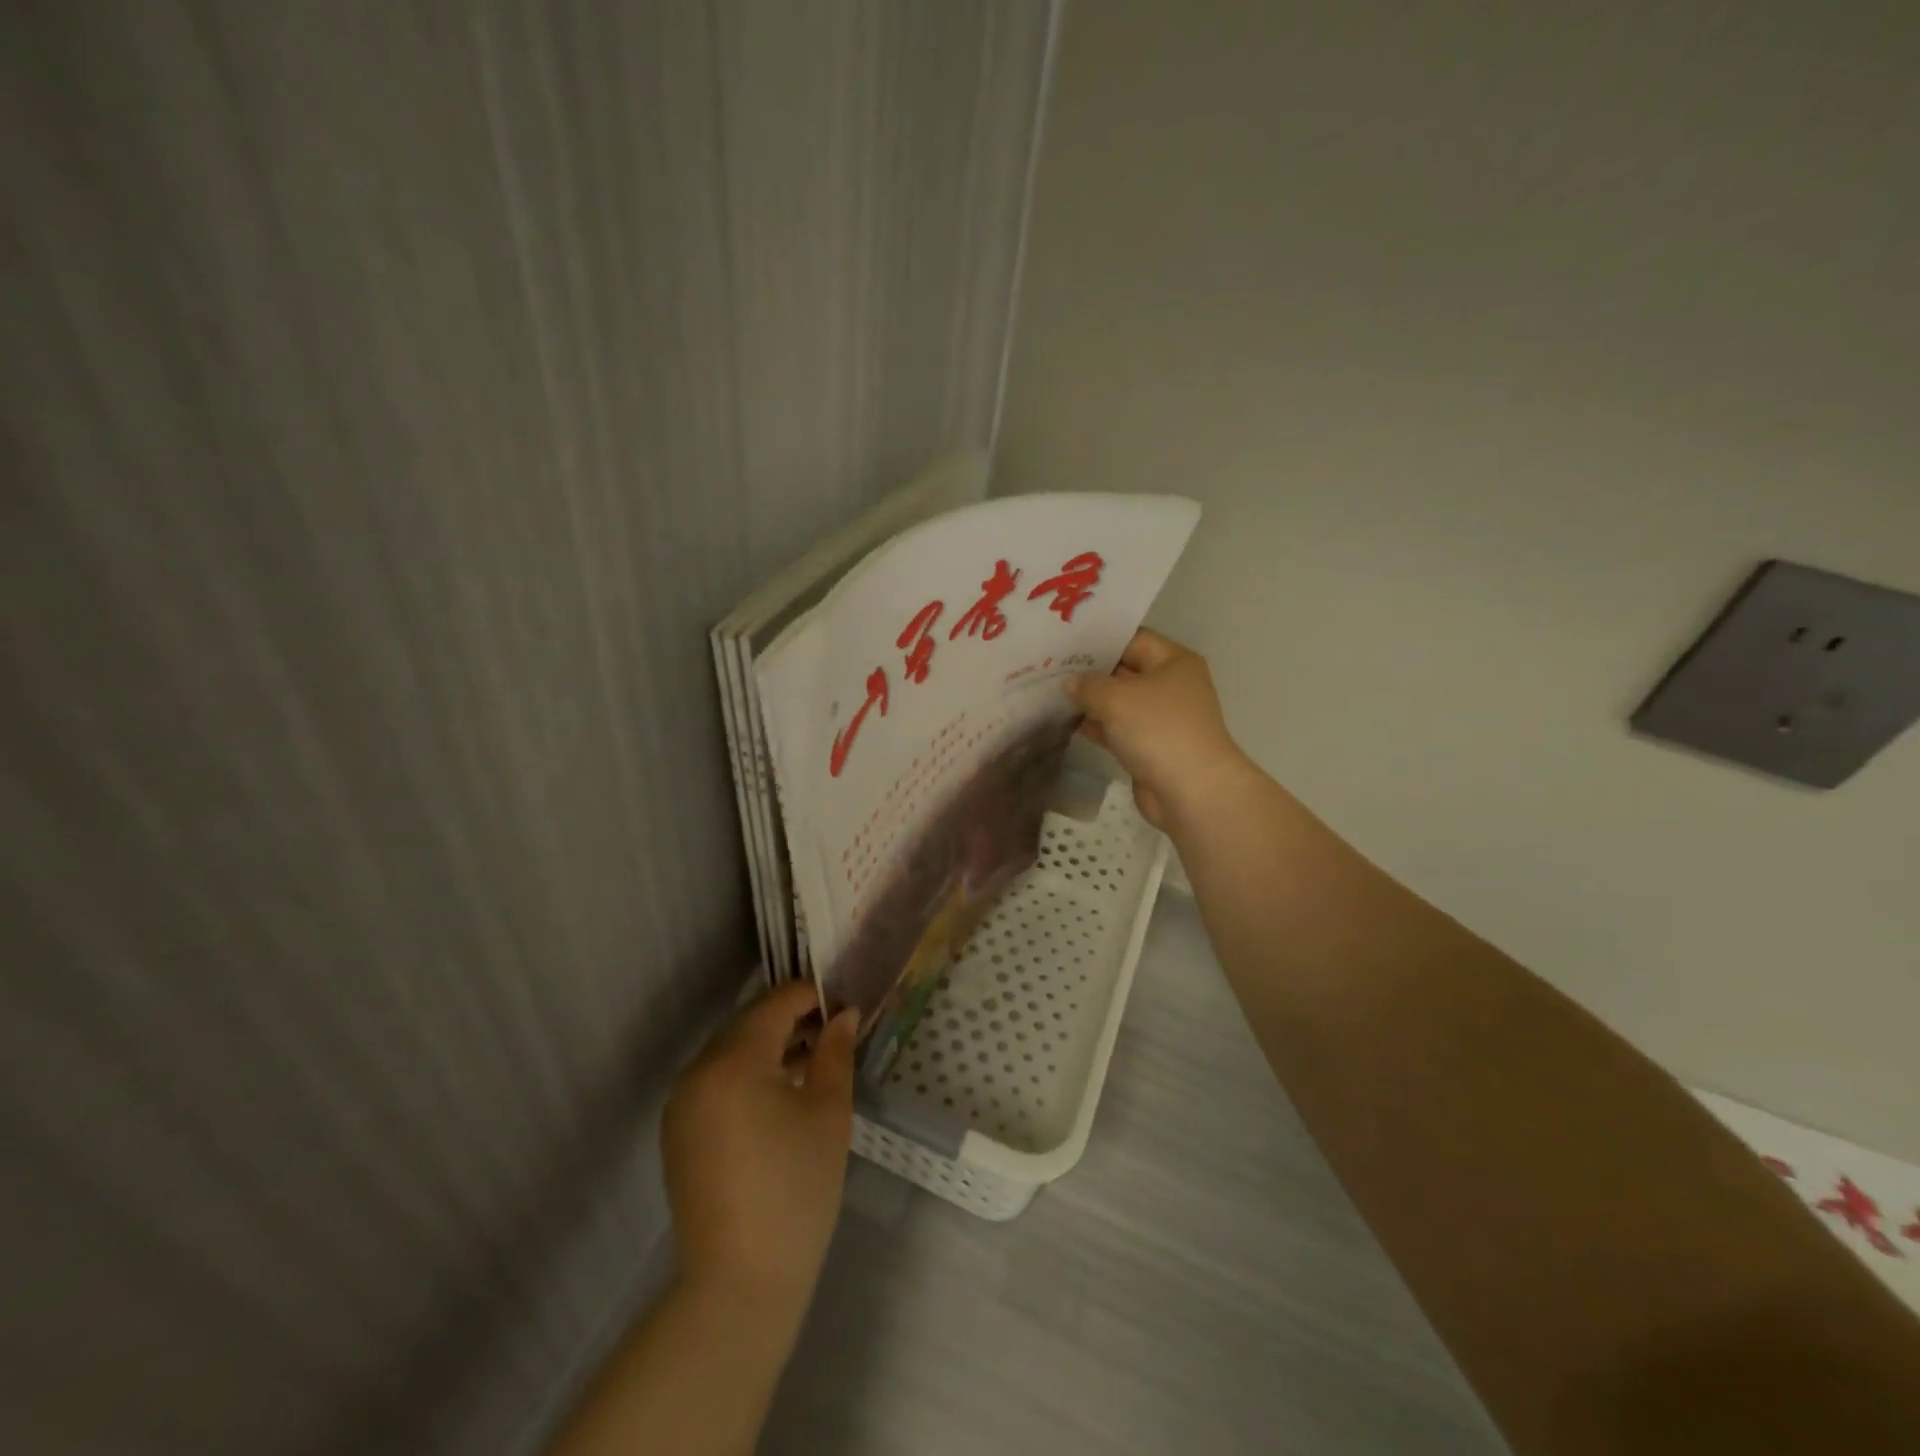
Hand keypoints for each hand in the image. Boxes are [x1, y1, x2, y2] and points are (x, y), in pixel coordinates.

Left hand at [660, 981, 859, 1328]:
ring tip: (813, 1060)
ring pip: (730, 1051)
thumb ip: (835, 1053)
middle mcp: (697, 1071)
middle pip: (748, 1023)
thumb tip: (844, 1015)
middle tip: (834, 1029)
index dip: (813, 996)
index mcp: (732, 1061)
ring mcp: (681, 1103)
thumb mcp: (828, 1113)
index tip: (846, 1002)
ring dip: (769, 1045)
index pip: (776, 1004)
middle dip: (791, 1019)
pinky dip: (747, 1073)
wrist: (739, 1284)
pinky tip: (780, 1092)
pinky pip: (716, 1081)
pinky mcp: (678, 1132)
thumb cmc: (796, 1189)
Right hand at [1069, 628, 1252, 832]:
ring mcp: (1161, 718)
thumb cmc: (1158, 730)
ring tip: (1052, 691)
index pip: (1132, 639)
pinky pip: (1118, 729)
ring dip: (1091, 700)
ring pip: (1120, 702)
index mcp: (1173, 662)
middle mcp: (1170, 685)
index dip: (1100, 640)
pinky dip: (1098, 726)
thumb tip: (1071, 683)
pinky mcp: (1150, 747)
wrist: (1191, 791)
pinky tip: (1068, 722)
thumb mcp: (1116, 698)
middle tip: (1051, 665)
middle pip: (1125, 670)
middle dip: (1091, 670)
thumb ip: (1088, 685)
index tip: (1065, 642)